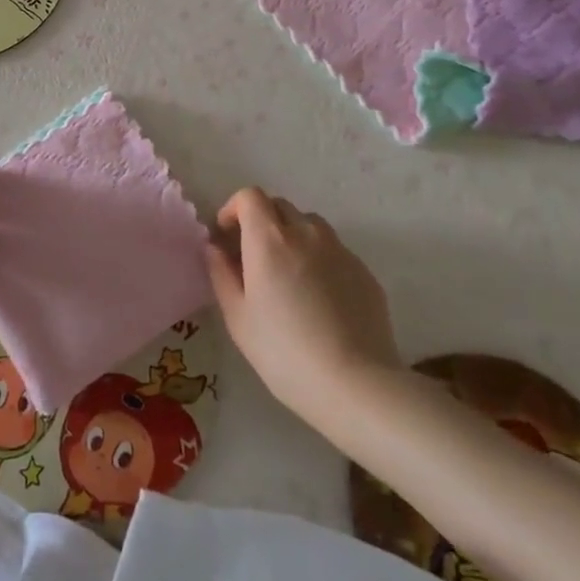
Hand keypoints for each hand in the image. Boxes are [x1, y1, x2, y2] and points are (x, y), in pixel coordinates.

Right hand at [207, 188, 402, 425]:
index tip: (228, 235)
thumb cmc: (284, 352)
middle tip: (254, 256)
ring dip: (293, 236)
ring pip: (310, 225)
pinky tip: (319, 298)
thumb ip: (222, 274)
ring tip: (289, 274)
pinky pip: (334, 251)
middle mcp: (306, 233)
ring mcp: (339, 250)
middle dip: (262, 221)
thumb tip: (215, 248)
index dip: (235, 208)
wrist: (356, 384)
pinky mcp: (364, 271)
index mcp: (269, 239)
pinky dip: (319, 259)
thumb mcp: (238, 318)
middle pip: (280, 206)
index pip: (250, 196)